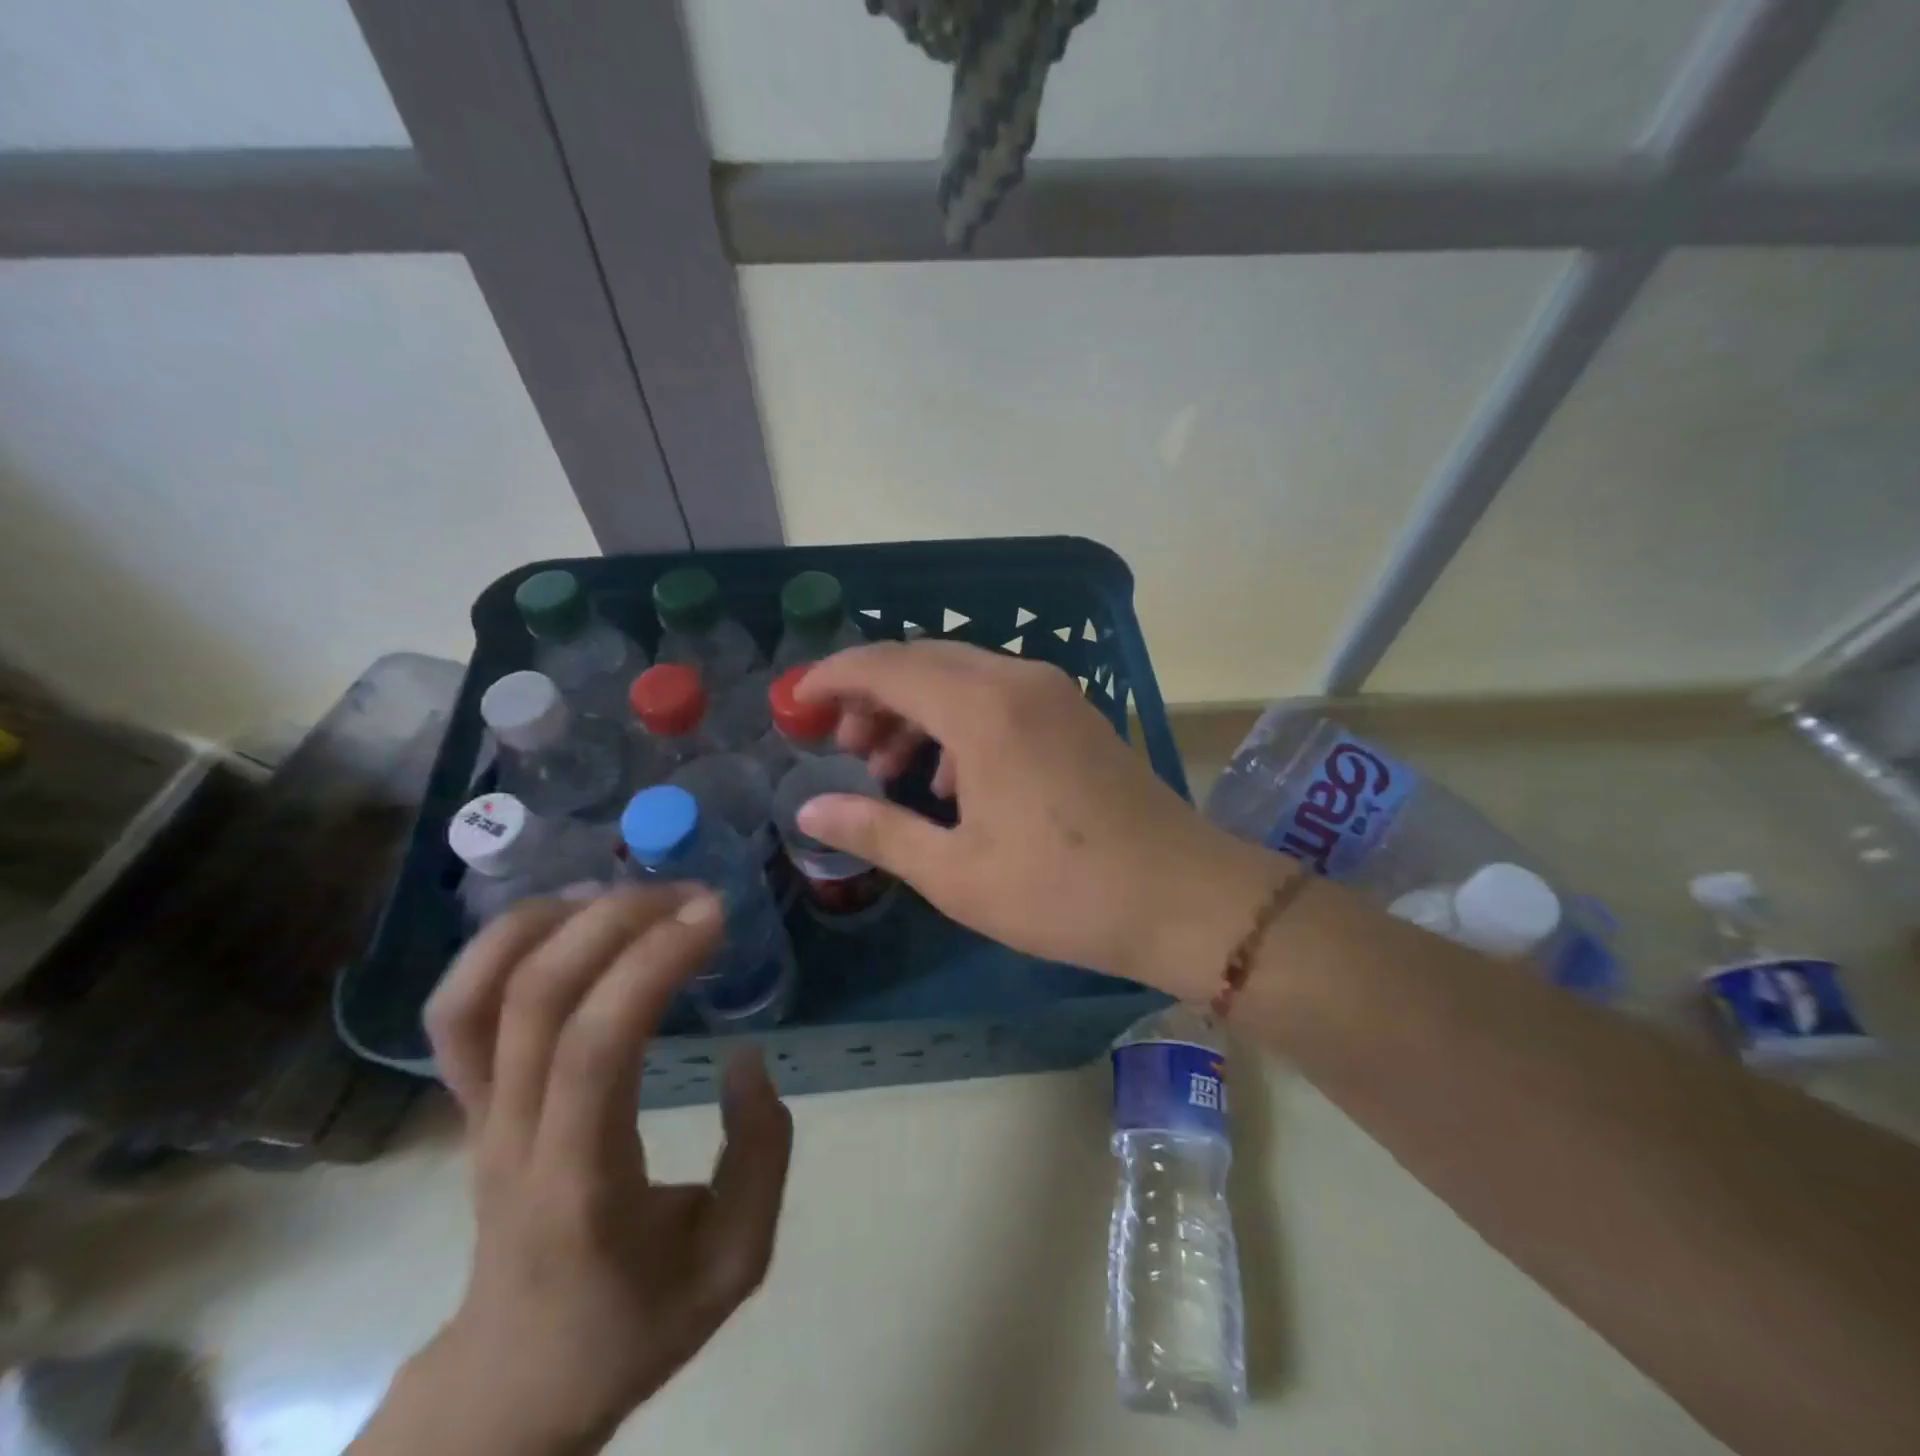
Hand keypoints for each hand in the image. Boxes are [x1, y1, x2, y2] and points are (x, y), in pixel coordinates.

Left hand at [363, 887, 792, 1455]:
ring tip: (630, 893)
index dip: (653, 965)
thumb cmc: (631, 1321)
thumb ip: (761, 1155)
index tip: (715, 918)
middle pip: (533, 998)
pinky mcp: (468, 1101)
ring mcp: (476, 1115)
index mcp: (577, 1184)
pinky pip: (458, 1010)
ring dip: (551, 921)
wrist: (514, 1380)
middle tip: (691, 895)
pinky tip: (571, 918)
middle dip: (617, 921)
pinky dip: (503, 945)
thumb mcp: (734, 1261)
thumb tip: (747, 1057)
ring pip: (477, 994)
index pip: (595, 1049)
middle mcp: (510, 1138)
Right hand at [795, 642, 1280, 998]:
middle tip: (842, 749)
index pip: (886, 666)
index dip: (832, 678)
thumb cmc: (1062, 892)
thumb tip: (809, 813)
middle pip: (923, 663)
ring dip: (915, 712)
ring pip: (961, 678)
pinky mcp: (1074, 715)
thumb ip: (876, 832)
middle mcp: (1018, 682)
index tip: (796, 704)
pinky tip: (950, 783)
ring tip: (887, 771)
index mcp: (983, 710)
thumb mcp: (956, 872)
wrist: (1183, 897)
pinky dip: (957, 724)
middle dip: (872, 697)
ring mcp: (1053, 694)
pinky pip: (998, 697)